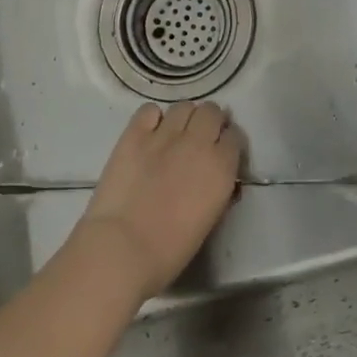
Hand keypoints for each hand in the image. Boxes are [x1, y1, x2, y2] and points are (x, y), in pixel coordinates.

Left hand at [73, 102, 241, 300]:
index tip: (220, 152)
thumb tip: (219, 177)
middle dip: (209, 122)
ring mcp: (165, 134)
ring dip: (184, 118)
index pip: (234, 137)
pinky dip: (152, 118)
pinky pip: (149, 110)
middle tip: (199, 139)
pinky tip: (149, 133)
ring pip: (183, 107)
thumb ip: (219, 190)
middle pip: (212, 112)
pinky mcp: (134, 133)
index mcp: (221, 167)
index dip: (227, 143)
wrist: (123, 247)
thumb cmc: (170, 250)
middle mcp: (198, 142)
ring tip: (175, 134)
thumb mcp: (209, 220)